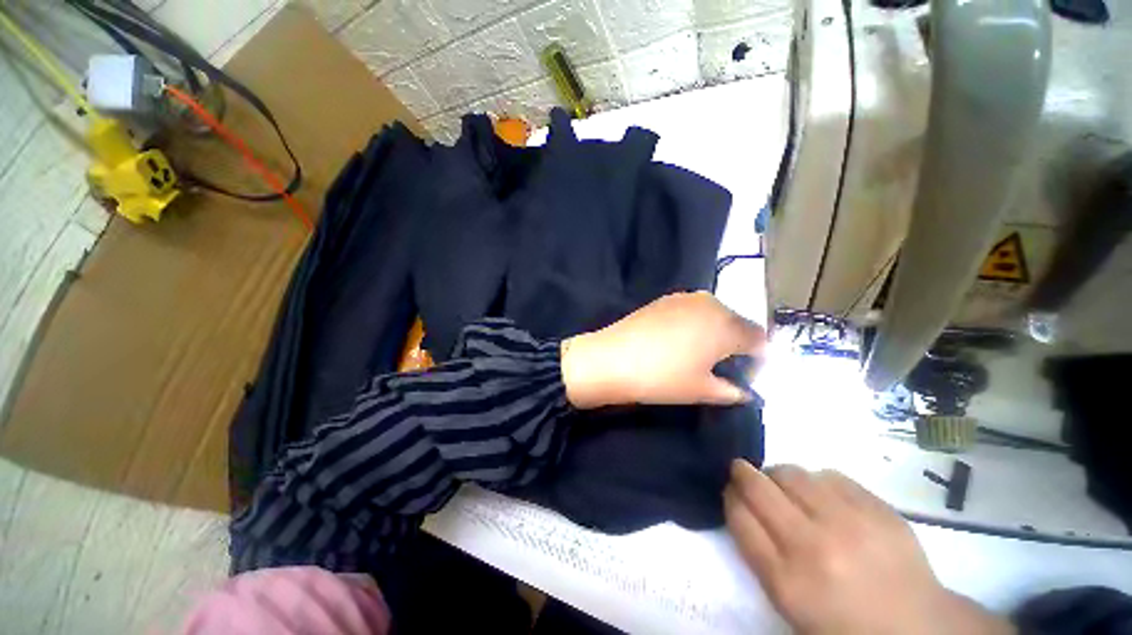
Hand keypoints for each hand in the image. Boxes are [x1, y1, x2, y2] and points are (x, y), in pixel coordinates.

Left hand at [560, 291, 763, 408]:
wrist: (611, 359)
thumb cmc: (662, 378)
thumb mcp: (702, 390)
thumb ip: (732, 391)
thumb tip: (745, 391)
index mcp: (727, 325)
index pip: (759, 339)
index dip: (757, 359)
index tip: (745, 376)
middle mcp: (710, 303)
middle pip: (737, 323)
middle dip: (737, 343)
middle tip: (722, 366)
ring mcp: (685, 297)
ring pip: (714, 314)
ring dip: (715, 332)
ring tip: (699, 354)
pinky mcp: (664, 299)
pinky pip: (692, 310)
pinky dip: (695, 324)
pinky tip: (678, 341)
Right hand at [725, 461, 1012, 634]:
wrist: (916, 628)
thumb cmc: (842, 622)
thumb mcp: (789, 600)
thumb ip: (759, 550)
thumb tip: (741, 502)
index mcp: (787, 580)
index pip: (738, 516)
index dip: (729, 495)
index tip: (730, 489)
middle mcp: (813, 546)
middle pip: (758, 487)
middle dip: (742, 472)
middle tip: (743, 471)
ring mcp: (850, 524)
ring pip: (792, 473)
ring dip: (779, 475)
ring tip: (788, 488)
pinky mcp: (878, 509)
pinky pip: (831, 475)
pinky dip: (817, 481)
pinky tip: (824, 496)